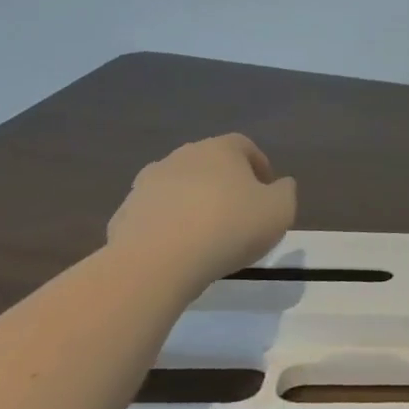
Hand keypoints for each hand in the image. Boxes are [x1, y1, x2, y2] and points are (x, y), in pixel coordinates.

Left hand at [106, 134, 296, 288]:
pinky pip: (154, 216)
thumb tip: (280, 185)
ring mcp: (147, 184)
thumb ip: (285, 192)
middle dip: (225, 184)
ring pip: (179, 188)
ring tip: (206, 236)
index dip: (259, 166)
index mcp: (220, 149)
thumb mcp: (280, 210)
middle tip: (239, 214)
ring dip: (193, 204)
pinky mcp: (124, 214)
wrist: (156, 262)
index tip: (268, 192)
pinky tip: (178, 252)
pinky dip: (167, 227)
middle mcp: (181, 157)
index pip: (245, 146)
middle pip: (209, 164)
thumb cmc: (229, 228)